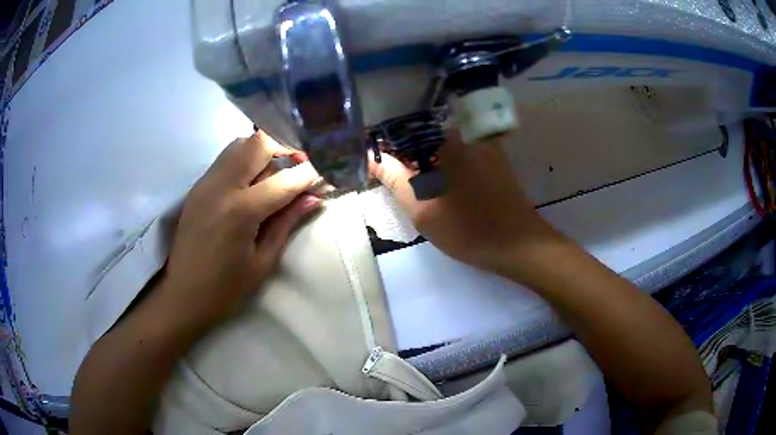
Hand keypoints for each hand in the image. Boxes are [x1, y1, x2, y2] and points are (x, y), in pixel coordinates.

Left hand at [159, 132, 321, 326]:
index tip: (327, 172)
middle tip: (301, 165)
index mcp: (241, 211)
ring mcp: (206, 182)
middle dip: (287, 147)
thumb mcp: (262, 261)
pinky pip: (227, 157)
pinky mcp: (198, 185)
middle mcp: (222, 186)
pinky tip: (254, 179)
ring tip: (278, 170)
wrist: (182, 294)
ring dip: (265, 149)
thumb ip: (287, 223)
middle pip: (259, 143)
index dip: (310, 173)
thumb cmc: (225, 288)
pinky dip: (246, 157)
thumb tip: (314, 197)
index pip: (284, 180)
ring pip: (241, 143)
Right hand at [369, 131, 562, 273]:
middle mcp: (467, 134)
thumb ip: (395, 180)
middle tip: (393, 179)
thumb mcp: (424, 211)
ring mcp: (483, 145)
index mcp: (448, 141)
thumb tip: (371, 158)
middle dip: (406, 155)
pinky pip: (460, 154)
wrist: (521, 246)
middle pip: (425, 136)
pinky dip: (445, 165)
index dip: (387, 146)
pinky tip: (440, 186)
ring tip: (413, 184)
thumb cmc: (470, 230)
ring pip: (442, 146)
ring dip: (425, 161)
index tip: (376, 163)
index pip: (406, 132)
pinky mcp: (493, 159)